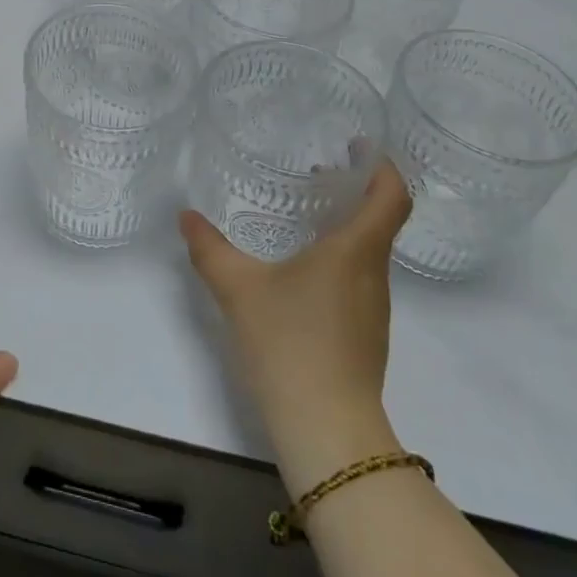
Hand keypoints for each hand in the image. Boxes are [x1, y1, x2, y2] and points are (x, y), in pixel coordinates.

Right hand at [180, 154, 410, 496]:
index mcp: (355, 251)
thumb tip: (185, 216)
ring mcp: (373, 309)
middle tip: (316, 172)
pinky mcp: (366, 335)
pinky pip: (358, 279)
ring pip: (369, 251)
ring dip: (345, 225)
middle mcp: (373, 274)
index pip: (391, 196)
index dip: (382, 165)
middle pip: (380, 220)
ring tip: (304, 217)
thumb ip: (210, 249)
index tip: (357, 146)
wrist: (326, 430)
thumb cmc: (289, 344)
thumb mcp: (238, 289)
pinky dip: (339, 258)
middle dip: (354, 190)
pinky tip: (301, 271)